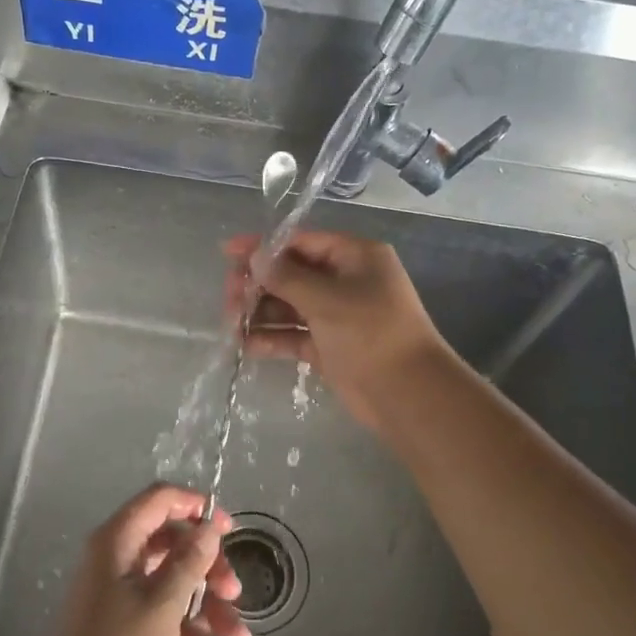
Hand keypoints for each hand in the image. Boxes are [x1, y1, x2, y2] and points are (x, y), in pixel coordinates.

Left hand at [34, 485, 250, 635]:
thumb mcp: (163, 603)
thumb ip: (190, 560)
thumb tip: (209, 527)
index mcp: (117, 542)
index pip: (159, 500)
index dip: (196, 506)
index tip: (229, 528)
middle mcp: (115, 561)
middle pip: (172, 545)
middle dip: (208, 569)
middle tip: (235, 592)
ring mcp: (118, 597)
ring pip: (172, 586)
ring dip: (207, 610)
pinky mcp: (123, 630)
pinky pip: (162, 618)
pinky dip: (186, 635)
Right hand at [223, 230, 450, 432]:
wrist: (407, 394)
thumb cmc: (371, 333)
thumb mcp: (326, 299)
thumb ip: (286, 276)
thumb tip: (255, 257)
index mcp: (354, 257)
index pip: (302, 242)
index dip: (264, 246)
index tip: (228, 252)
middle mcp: (346, 281)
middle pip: (292, 274)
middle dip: (259, 283)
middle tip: (229, 296)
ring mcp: (337, 315)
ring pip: (290, 306)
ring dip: (260, 312)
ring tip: (231, 324)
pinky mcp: (329, 346)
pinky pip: (294, 335)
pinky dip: (272, 338)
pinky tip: (246, 345)